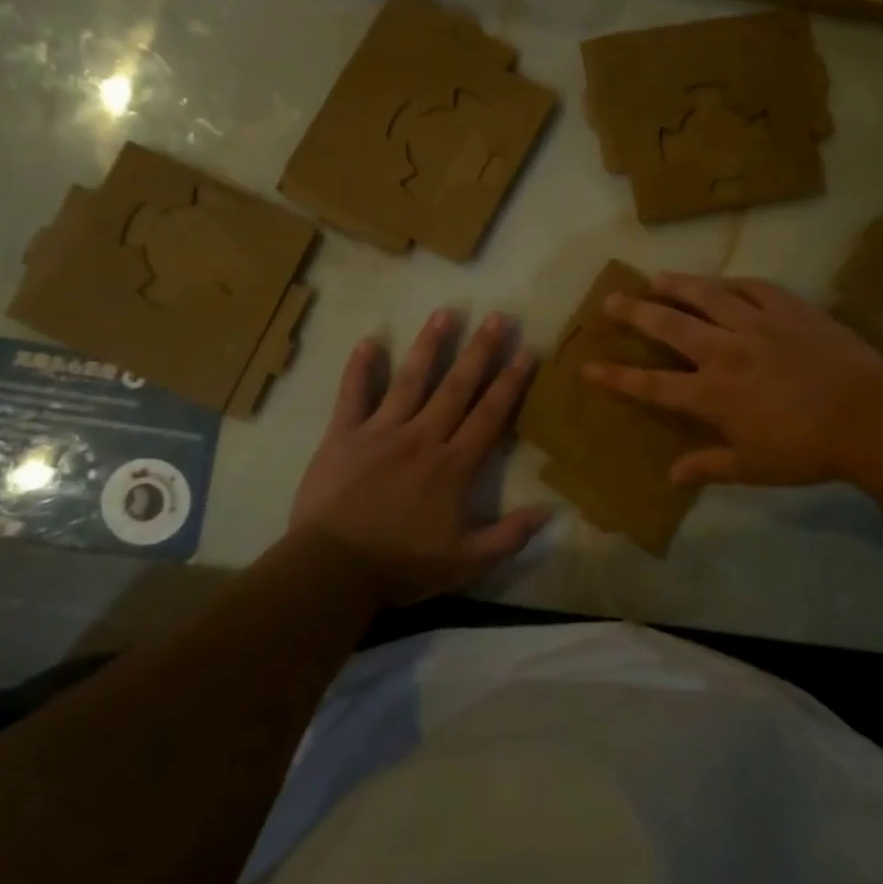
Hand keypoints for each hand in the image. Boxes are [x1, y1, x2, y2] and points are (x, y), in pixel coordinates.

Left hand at [290, 309, 548, 607]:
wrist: (333, 569)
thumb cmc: (402, 565)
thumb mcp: (466, 562)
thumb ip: (509, 536)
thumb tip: (549, 512)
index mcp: (454, 465)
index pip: (490, 414)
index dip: (511, 382)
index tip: (526, 351)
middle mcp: (423, 437)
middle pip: (457, 387)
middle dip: (480, 351)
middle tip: (497, 317)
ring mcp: (381, 432)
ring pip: (411, 381)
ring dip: (429, 346)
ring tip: (444, 314)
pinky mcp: (344, 436)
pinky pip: (352, 395)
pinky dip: (359, 369)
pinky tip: (368, 342)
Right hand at [583, 274, 882, 487]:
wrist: (868, 417)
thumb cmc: (805, 450)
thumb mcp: (752, 468)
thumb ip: (708, 467)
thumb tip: (672, 475)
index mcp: (712, 394)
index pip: (651, 385)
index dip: (616, 377)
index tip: (588, 366)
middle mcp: (725, 351)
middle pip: (669, 326)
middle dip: (634, 312)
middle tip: (611, 299)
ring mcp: (757, 324)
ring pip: (706, 296)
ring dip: (677, 285)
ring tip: (656, 277)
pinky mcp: (789, 308)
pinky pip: (753, 287)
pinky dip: (732, 284)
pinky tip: (723, 282)